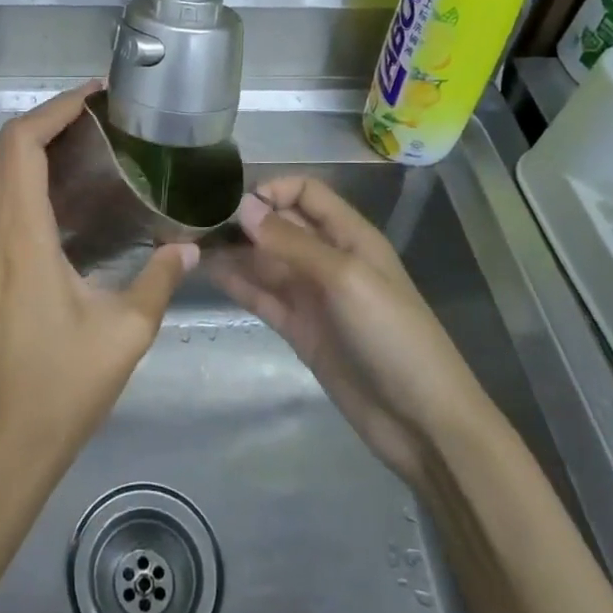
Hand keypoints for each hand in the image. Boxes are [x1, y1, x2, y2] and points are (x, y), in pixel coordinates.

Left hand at [0, 82, 195, 497]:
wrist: (2, 444)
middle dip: (46, 121)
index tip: (94, 96)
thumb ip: (160, 279)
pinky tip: (68, 197)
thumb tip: (190, 247)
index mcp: (20, 237)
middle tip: (98, 117)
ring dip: (32, 148)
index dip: (54, 111)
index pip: (21, 147)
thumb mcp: (125, 332)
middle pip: (3, 151)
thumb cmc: (62, 387)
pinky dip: (25, 179)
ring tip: (87, 146)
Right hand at [215, 176, 493, 487]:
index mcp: (350, 236)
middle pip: (280, 226)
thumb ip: (292, 242)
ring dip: (234, 251)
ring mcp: (312, 296)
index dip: (273, 190)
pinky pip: (263, 296)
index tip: (234, 203)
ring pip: (265, 261)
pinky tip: (208, 272)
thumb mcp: (345, 278)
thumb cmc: (392, 335)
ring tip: (190, 244)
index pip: (306, 193)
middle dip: (244, 220)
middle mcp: (328, 258)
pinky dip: (238, 283)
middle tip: (195, 222)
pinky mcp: (299, 329)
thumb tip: (244, 207)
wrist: (422, 421)